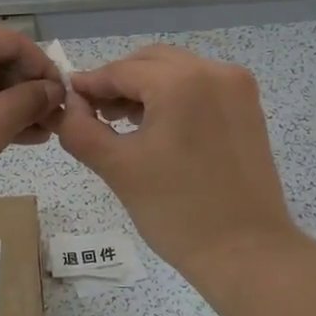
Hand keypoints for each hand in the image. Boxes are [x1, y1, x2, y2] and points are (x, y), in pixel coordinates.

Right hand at [55, 46, 298, 279]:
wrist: (246, 253)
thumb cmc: (177, 211)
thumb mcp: (117, 168)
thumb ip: (81, 129)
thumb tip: (70, 105)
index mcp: (182, 82)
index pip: (122, 70)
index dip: (90, 84)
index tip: (66, 98)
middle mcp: (214, 72)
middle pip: (151, 62)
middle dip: (119, 82)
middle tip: (94, 112)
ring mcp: (237, 88)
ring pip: (177, 71)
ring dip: (146, 87)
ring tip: (122, 120)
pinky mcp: (248, 107)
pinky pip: (200, 86)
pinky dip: (174, 96)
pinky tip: (156, 125)